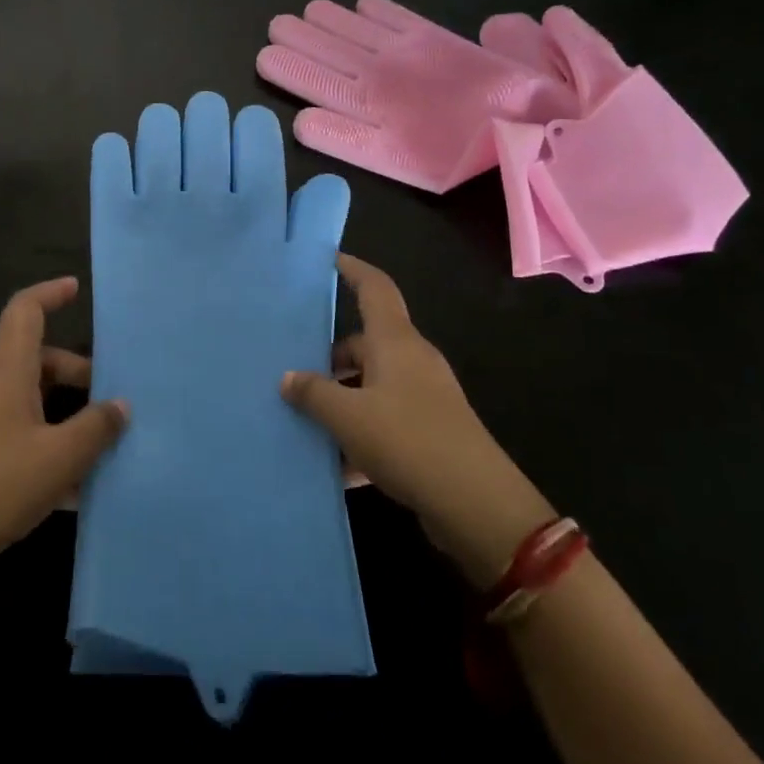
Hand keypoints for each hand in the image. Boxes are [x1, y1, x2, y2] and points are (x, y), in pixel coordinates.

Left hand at [0, 277, 128, 560]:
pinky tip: (70, 484)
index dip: (51, 293)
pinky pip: (15, 427)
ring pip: (28, 396)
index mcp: (6, 369)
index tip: (77, 288)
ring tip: (98, 446)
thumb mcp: (60, 457)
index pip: (25, 310)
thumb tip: (120, 405)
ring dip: (64, 412)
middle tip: (110, 401)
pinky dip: (45, 439)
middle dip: (76, 373)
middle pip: (36, 358)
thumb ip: (96, 427)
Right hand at [281, 255, 555, 586]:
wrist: (476, 504)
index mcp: (395, 342)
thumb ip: (314, 394)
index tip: (328, 259)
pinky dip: (361, 433)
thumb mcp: (348, 417)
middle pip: (366, 343)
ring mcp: (425, 396)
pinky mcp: (431, 430)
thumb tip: (288, 378)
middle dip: (330, 356)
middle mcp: (412, 360)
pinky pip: (386, 419)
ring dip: (343, 399)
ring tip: (306, 420)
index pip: (375, 288)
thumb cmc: (408, 441)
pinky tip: (337, 465)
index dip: (352, 269)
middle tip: (293, 370)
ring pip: (373, 384)